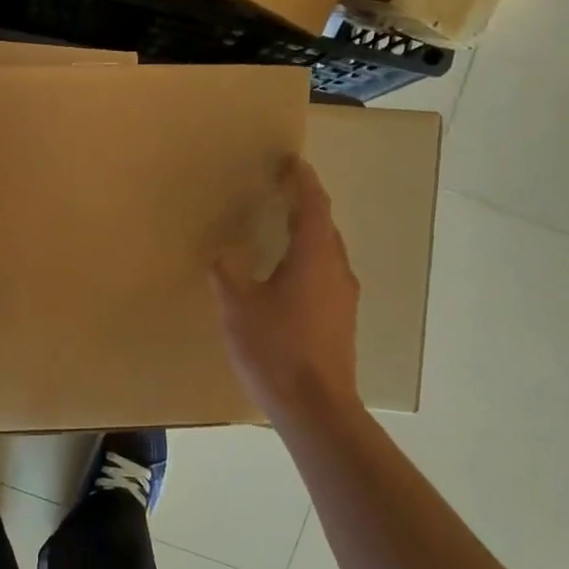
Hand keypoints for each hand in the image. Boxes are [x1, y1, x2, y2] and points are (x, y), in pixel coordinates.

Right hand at [211, 156, 360, 420]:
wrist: (316, 407)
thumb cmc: (275, 349)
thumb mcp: (238, 307)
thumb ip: (228, 272)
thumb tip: (224, 253)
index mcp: (314, 257)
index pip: (313, 205)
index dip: (303, 180)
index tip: (291, 161)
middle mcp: (337, 270)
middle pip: (324, 226)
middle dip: (305, 204)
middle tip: (279, 191)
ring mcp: (344, 297)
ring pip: (327, 251)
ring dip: (307, 234)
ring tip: (280, 228)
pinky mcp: (342, 320)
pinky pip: (326, 274)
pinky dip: (308, 259)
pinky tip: (286, 275)